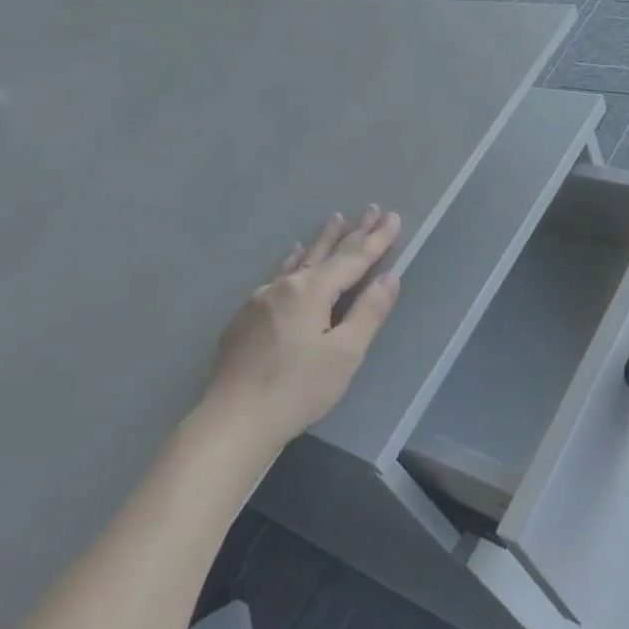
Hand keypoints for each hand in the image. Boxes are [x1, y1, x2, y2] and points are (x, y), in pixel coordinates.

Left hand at [204, 207, 402, 450]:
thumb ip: (368, 312)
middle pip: (326, 253)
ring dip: (321, 241)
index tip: (394, 217)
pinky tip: (291, 257)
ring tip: (335, 219)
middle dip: (352, 232)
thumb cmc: (298, 389)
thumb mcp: (345, 354)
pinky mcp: (245, 317)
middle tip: (371, 209)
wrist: (234, 419)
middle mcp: (284, 286)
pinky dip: (291, 262)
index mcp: (311, 292)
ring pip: (299, 261)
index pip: (353, 259)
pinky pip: (277, 276)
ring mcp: (260, 299)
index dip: (376, 239)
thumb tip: (389, 277)